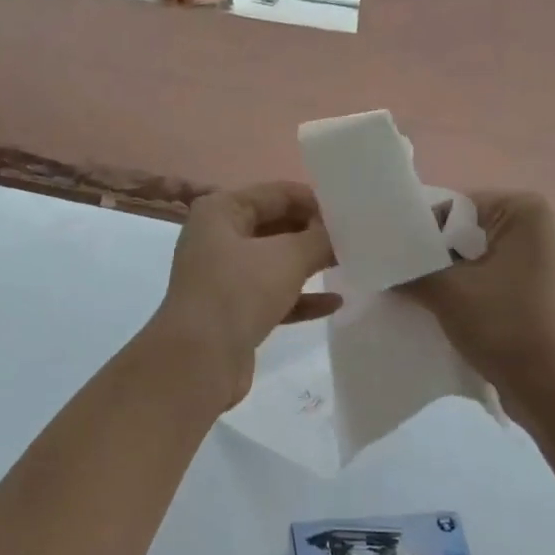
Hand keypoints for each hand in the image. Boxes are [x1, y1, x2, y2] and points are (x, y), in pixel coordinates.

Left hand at [151, 182, 339, 410]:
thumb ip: (320, 239)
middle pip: (276, 225)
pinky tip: (335, 302)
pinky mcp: (233, 311)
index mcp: (221, 211)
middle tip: (356, 239)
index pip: (277, 193)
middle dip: (314, 233)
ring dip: (309, 264)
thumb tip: (341, 232)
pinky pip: (273, 294)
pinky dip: (301, 297)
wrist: (198, 361)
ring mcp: (224, 276)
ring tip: (351, 264)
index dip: (315, 200)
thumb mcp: (287, 257)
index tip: (353, 212)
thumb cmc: (239, 292)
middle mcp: (218, 237)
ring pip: (275, 262)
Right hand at [405, 191, 554, 412]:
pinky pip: (505, 283)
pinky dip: (480, 294)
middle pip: (472, 235)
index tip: (401, 260)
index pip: (457, 209)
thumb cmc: (505, 327)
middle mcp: (548, 230)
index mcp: (527, 213)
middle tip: (409, 280)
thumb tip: (388, 267)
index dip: (424, 234)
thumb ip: (411, 271)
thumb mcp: (446, 293)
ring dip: (458, 278)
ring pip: (487, 261)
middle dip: (440, 257)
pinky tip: (460, 316)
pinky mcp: (554, 296)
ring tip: (429, 299)